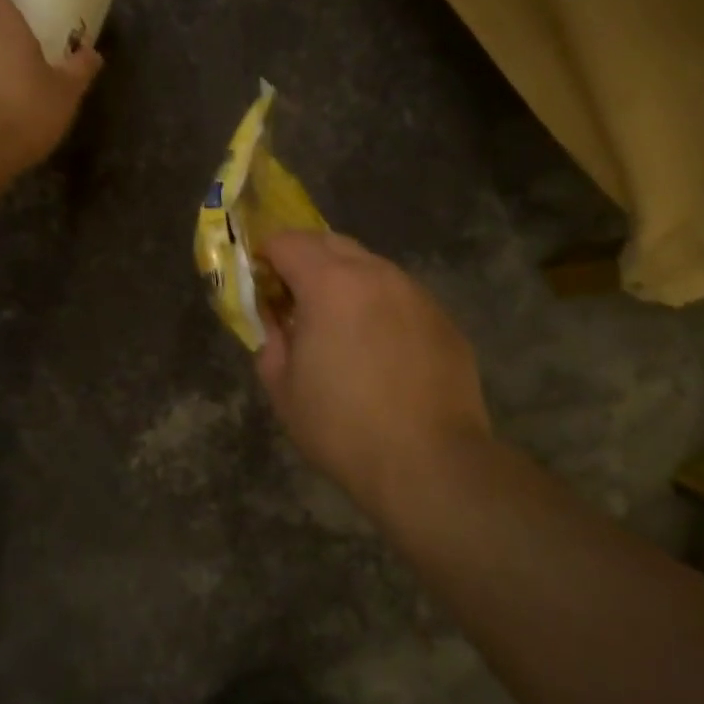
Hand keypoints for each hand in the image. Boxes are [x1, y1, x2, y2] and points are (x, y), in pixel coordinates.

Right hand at [255, 230, 490, 520]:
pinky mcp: (444, 320)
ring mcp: (416, 294)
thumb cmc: (342, 427)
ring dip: (345, 282)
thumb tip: (276, 324)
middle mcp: (376, 275)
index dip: (266, 256)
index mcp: (329, 284)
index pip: (288, 242)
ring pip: (371, 267)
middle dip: (305, 260)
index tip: (260, 283)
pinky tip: (380, 349)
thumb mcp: (283, 388)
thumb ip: (271, 342)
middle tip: (293, 299)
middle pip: (331, 243)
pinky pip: (401, 297)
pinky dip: (379, 307)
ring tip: (339, 326)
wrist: (429, 462)